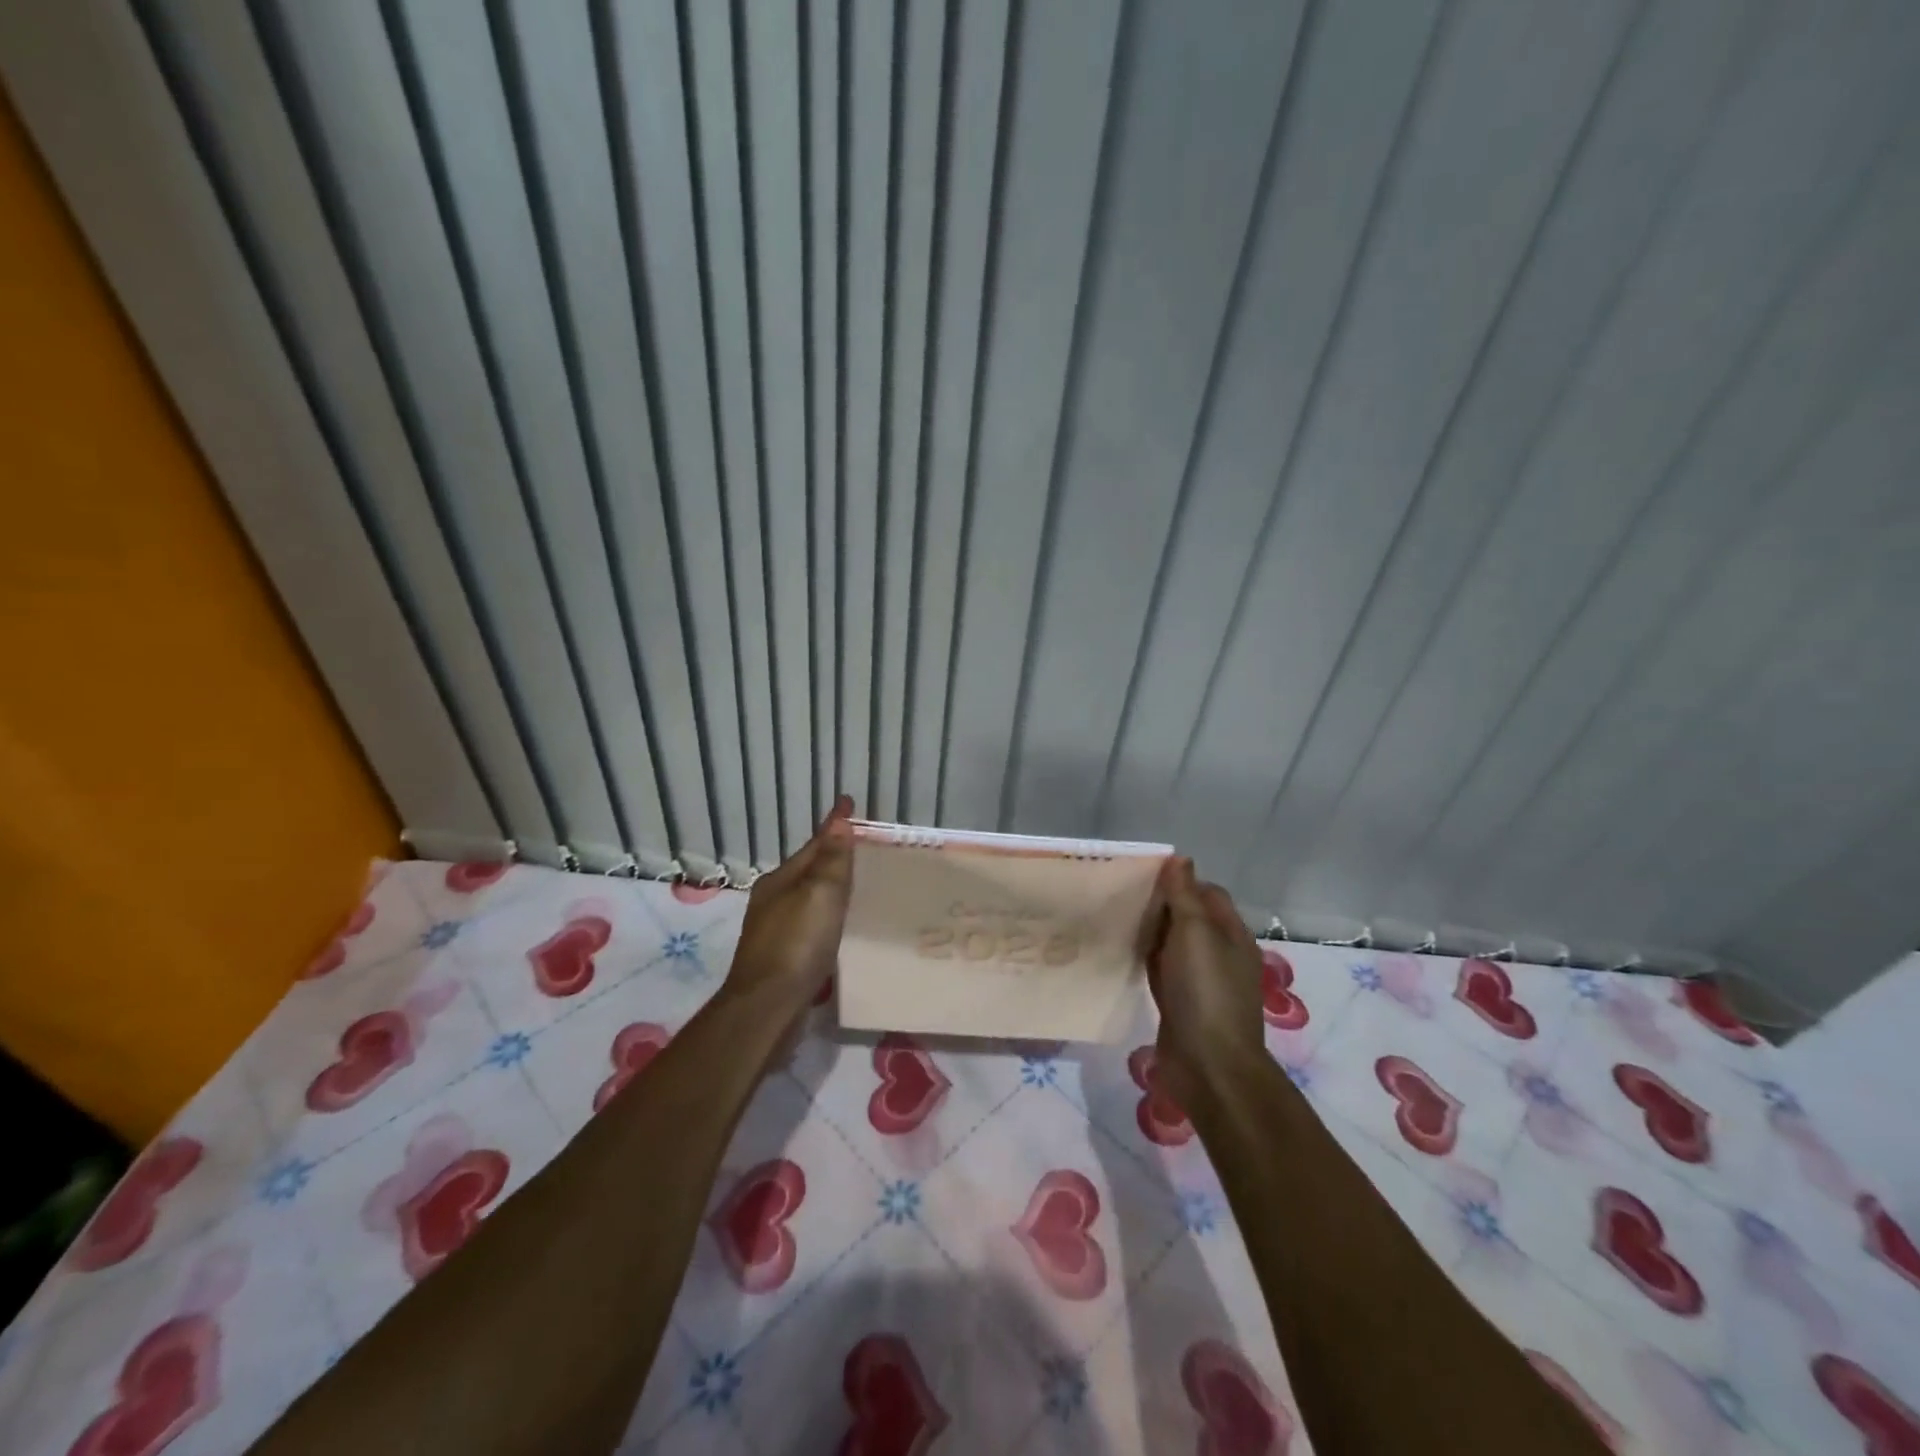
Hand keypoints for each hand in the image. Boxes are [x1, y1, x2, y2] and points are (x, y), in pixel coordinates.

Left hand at [720, 795, 854, 1018]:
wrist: (767, 1009)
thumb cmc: (796, 944)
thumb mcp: (820, 894)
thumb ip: (831, 859)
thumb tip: (839, 820)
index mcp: (781, 880)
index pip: (814, 844)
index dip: (834, 825)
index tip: (850, 803)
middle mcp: (774, 901)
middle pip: (809, 870)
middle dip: (832, 856)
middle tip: (863, 847)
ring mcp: (775, 932)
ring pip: (809, 899)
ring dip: (830, 889)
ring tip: (859, 886)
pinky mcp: (783, 960)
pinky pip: (811, 925)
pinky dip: (827, 918)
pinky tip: (840, 928)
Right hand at [1142, 857, 1266, 1103]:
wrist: (1209, 1066)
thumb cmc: (1205, 991)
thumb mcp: (1195, 933)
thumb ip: (1185, 895)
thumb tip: (1180, 859)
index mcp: (1231, 935)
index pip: (1208, 893)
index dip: (1180, 881)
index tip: (1144, 876)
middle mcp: (1219, 955)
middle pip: (1189, 918)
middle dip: (1161, 906)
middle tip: (1122, 894)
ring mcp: (1199, 982)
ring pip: (1172, 945)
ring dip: (1151, 933)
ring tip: (1115, 918)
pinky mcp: (1179, 1003)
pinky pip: (1161, 971)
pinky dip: (1145, 959)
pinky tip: (1121, 953)